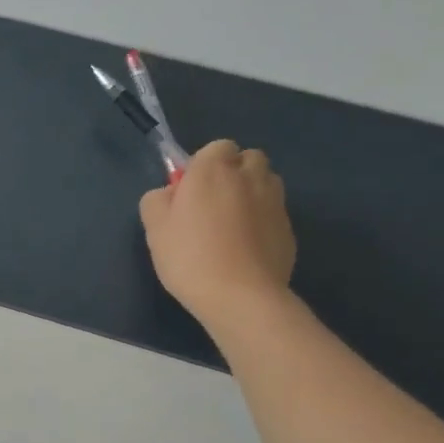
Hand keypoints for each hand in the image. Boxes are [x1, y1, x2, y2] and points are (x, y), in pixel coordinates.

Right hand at [140, 139, 295, 329]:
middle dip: (234, 172)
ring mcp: (275, 201)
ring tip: (232, 222)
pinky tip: (246, 246)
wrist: (240, 295)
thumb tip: (171, 194)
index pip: (217, 147)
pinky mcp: (290, 227)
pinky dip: (262, 219)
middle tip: (212, 203)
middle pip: (248, 159)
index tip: (189, 191)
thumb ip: (157, 200)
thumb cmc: (189, 256)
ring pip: (266, 182)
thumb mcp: (154, 228)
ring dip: (251, 192)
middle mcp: (250, 176)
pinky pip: (274, 211)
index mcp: (213, 170)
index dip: (203, 165)